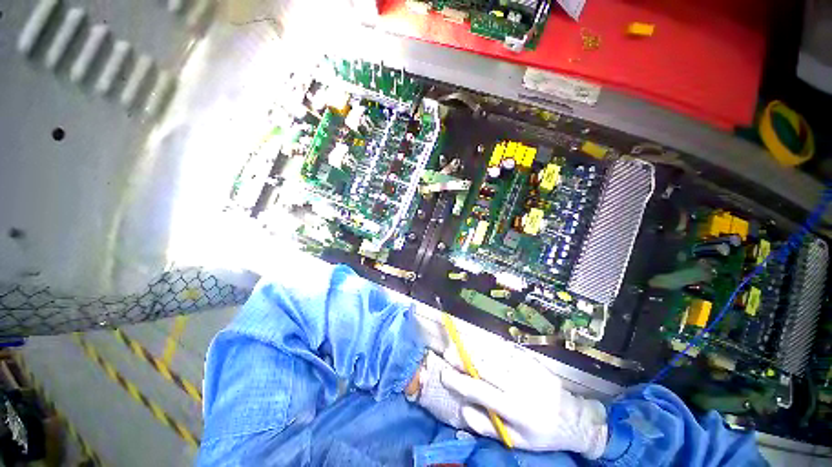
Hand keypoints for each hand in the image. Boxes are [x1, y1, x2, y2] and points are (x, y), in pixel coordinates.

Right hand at [415, 340, 608, 457]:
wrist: (572, 418)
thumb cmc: (540, 433)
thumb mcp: (516, 440)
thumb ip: (488, 426)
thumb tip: (464, 409)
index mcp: (515, 409)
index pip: (481, 392)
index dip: (459, 382)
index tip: (444, 374)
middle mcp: (519, 385)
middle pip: (485, 367)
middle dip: (464, 358)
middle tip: (447, 352)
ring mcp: (526, 369)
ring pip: (494, 355)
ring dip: (473, 348)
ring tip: (458, 344)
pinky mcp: (531, 360)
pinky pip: (506, 350)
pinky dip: (489, 345)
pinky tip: (479, 344)